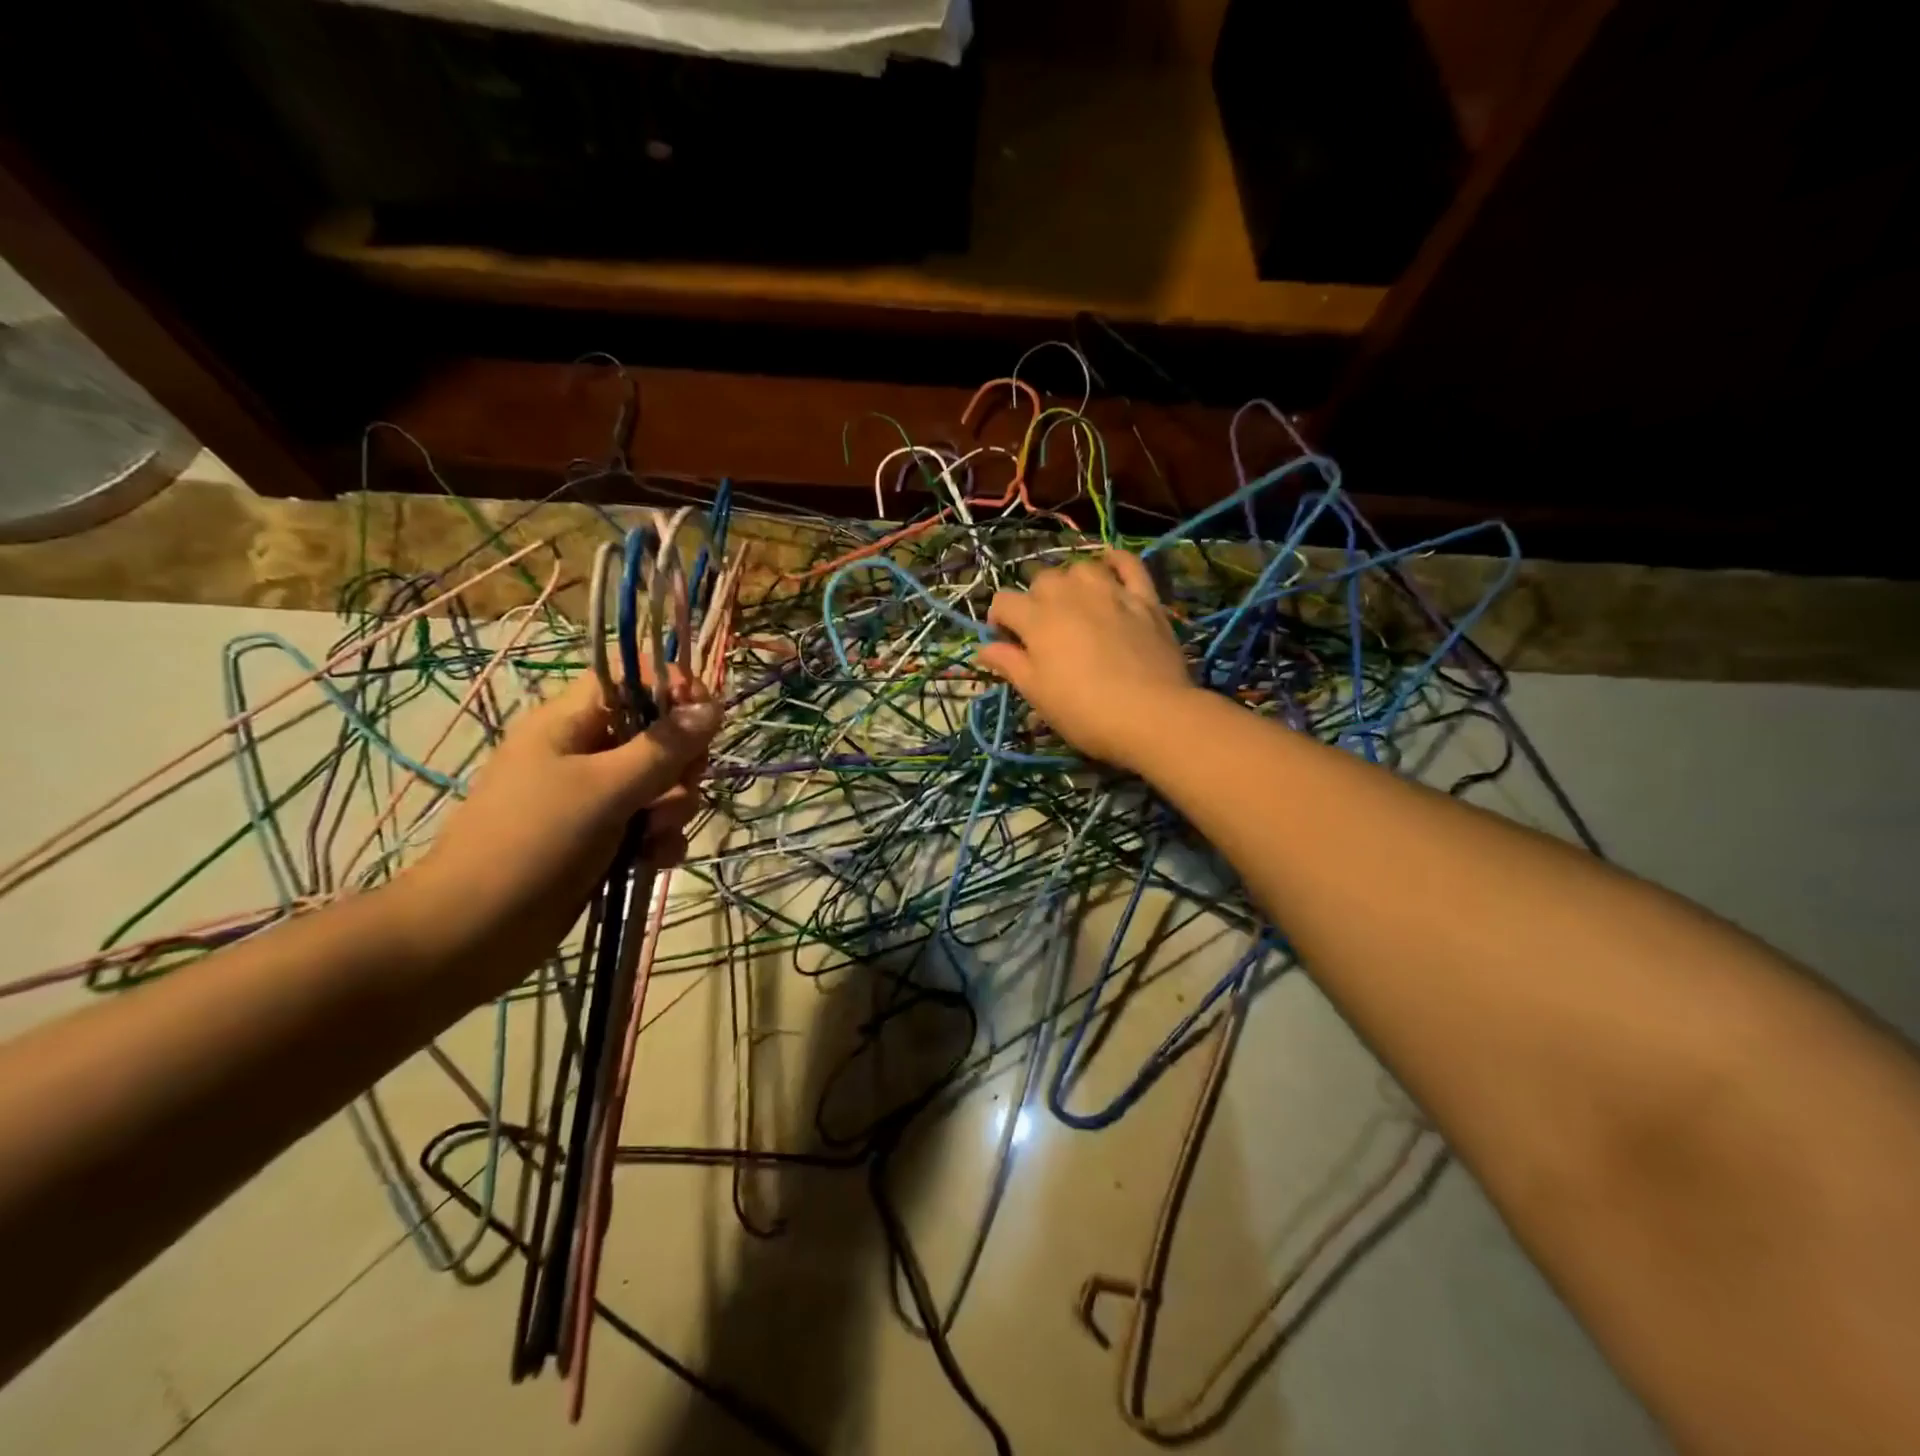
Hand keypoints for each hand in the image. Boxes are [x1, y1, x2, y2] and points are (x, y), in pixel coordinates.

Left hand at [404, 672, 720, 985]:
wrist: (473, 934)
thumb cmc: (534, 843)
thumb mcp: (606, 789)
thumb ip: (664, 748)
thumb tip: (713, 707)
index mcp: (569, 723)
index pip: (630, 678)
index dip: (671, 689)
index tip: (705, 717)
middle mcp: (583, 752)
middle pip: (656, 734)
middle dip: (679, 763)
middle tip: (680, 786)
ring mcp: (593, 798)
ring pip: (660, 783)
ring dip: (673, 807)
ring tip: (656, 834)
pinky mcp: (602, 838)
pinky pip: (650, 823)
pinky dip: (659, 839)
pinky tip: (655, 860)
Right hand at [977, 550, 1195, 773]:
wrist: (1151, 715)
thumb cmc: (1084, 711)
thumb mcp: (1037, 694)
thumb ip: (1009, 664)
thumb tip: (984, 648)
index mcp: (1038, 620)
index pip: (1004, 602)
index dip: (999, 620)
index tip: (1006, 643)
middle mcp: (1071, 595)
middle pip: (1041, 579)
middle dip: (1034, 600)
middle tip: (1042, 631)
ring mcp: (1110, 593)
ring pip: (1081, 568)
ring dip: (1071, 582)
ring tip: (1074, 605)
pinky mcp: (1144, 599)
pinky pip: (1129, 564)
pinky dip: (1116, 560)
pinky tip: (1109, 565)